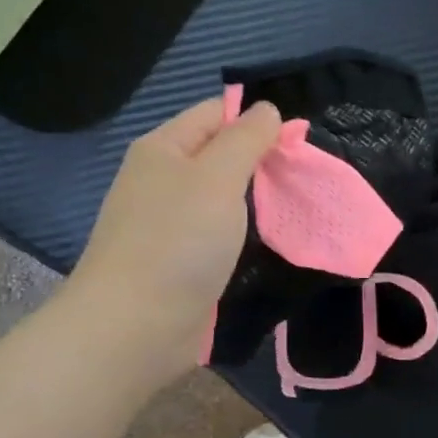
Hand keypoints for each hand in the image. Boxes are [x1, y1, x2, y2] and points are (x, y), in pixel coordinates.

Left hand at [60, 96, 281, 383]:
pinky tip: (265, 238)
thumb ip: (246, 139)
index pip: (216, 112)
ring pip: (222, 194)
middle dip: (261, 160)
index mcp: (164, 148)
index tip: (298, 143)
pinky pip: (218, 229)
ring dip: (255, 198)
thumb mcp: (218, 177)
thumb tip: (268, 110)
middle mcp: (162, 178)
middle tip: (302, 178)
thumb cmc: (178, 241)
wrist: (134, 326)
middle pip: (220, 152)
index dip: (258, 120)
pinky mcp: (179, 257)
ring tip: (293, 205)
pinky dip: (243, 229)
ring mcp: (168, 220)